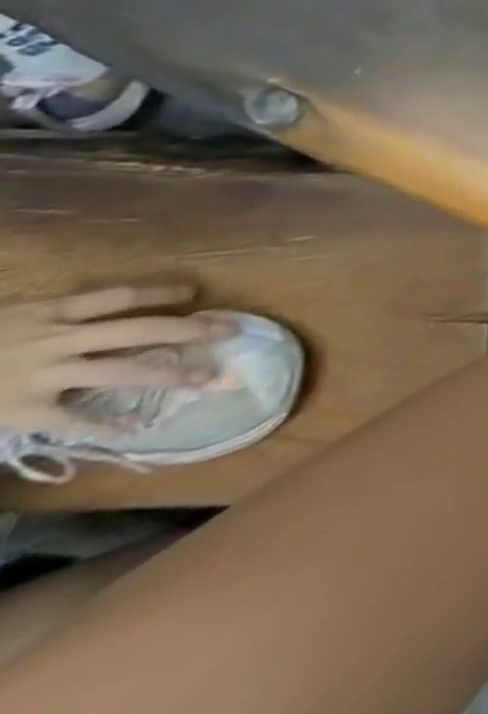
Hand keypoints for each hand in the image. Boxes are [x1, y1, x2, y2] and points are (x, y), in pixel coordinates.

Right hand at [0, 286, 231, 436]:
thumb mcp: (9, 316)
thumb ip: (57, 315)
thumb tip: (108, 311)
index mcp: (53, 311)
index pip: (122, 296)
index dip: (163, 293)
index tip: (197, 295)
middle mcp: (57, 338)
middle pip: (139, 329)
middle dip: (189, 330)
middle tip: (231, 331)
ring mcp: (41, 376)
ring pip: (121, 371)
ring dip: (168, 374)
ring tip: (208, 377)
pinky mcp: (20, 412)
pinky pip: (72, 420)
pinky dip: (105, 425)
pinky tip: (136, 429)